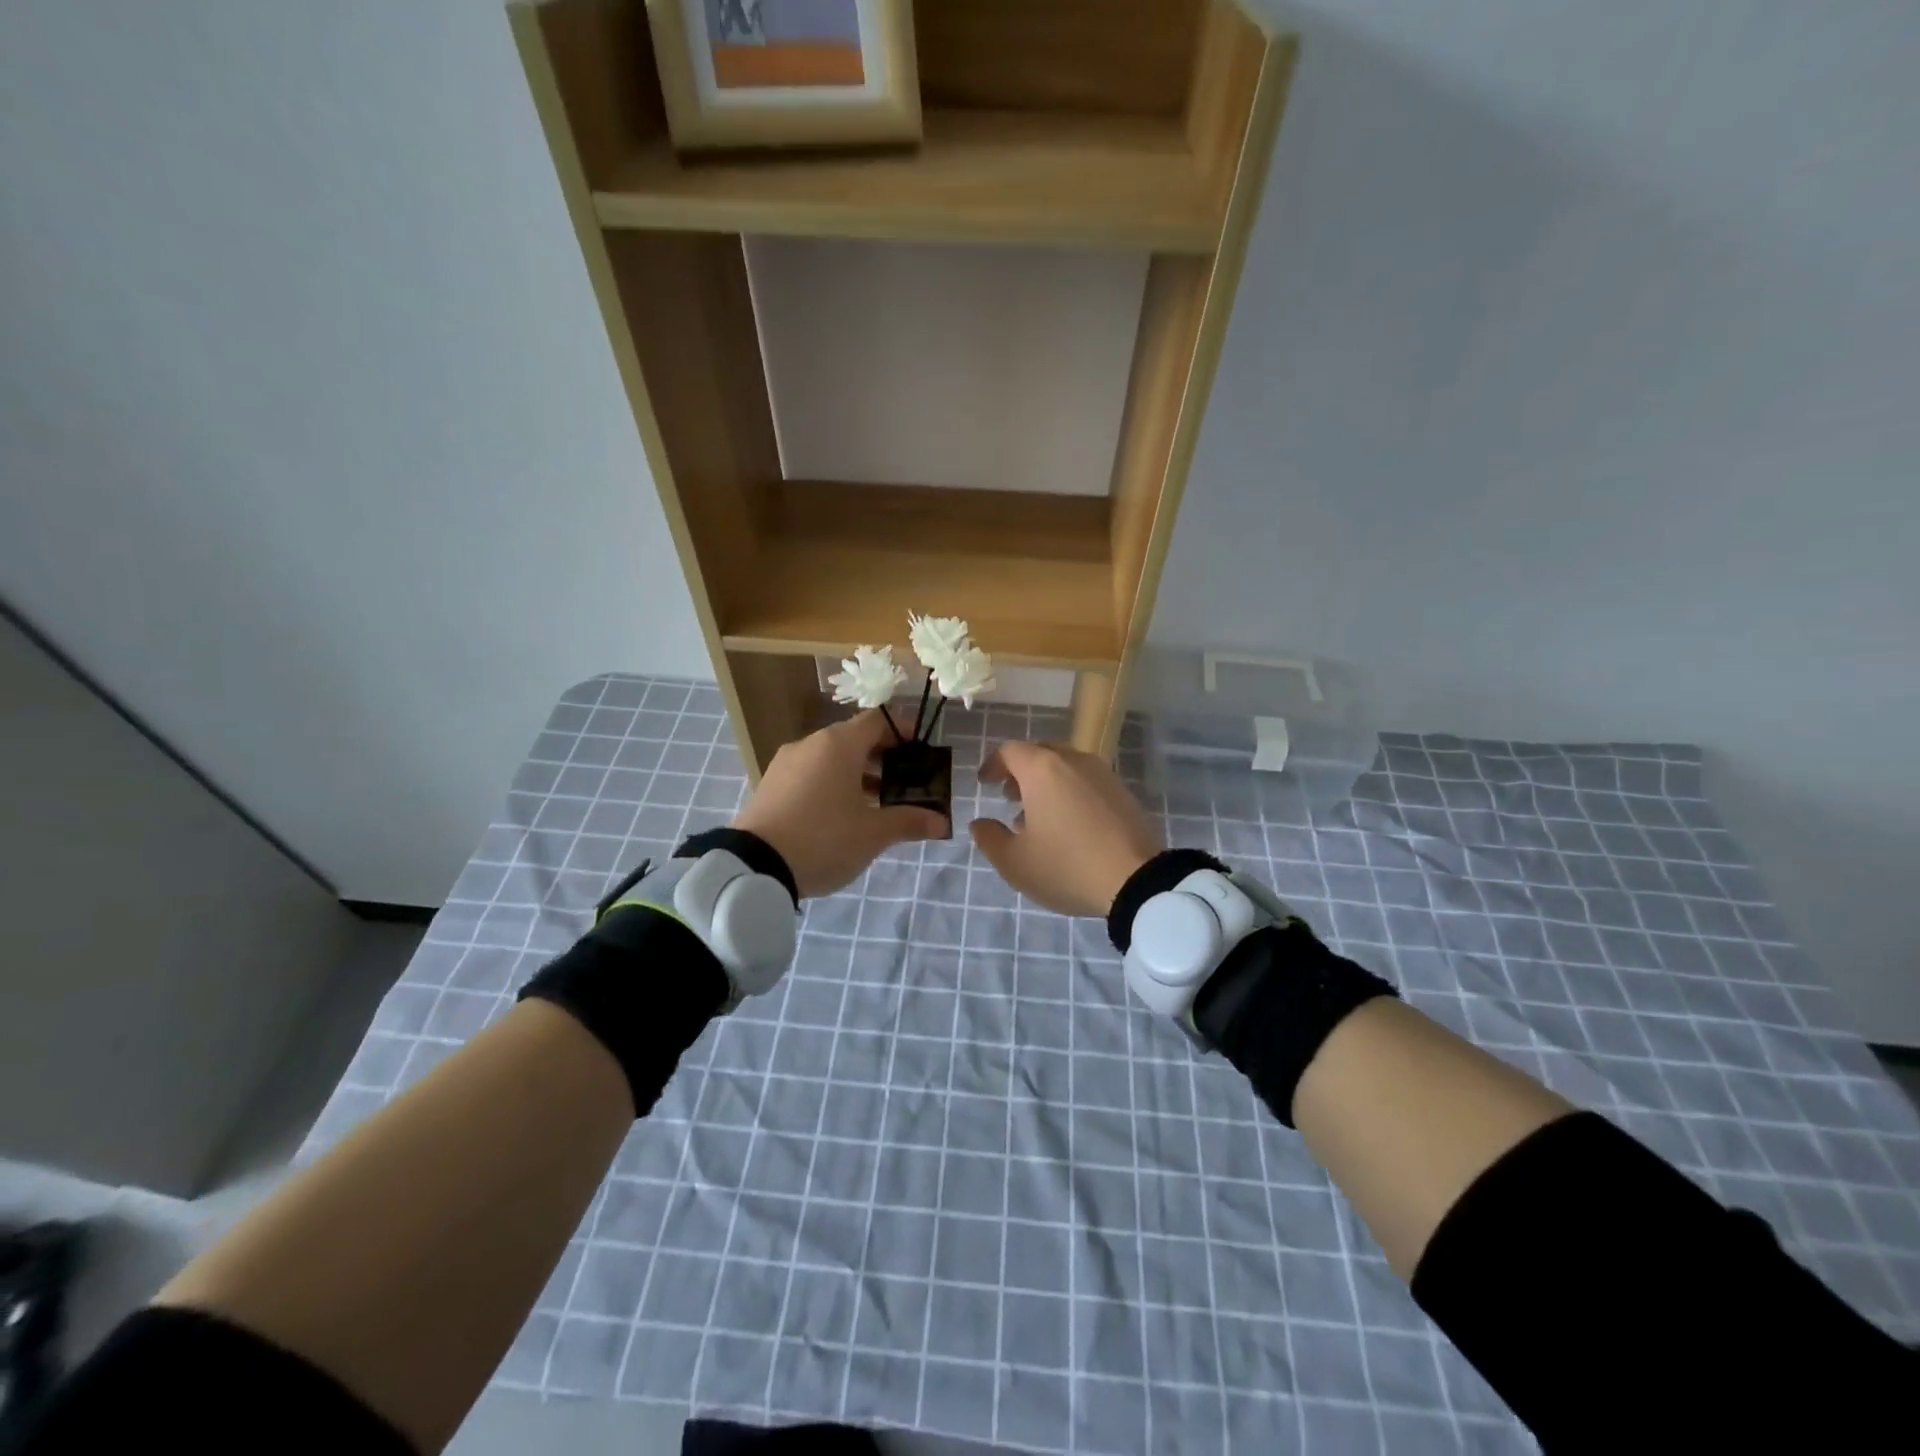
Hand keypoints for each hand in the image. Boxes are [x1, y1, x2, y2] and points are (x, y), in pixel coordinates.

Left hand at [733, 710, 946, 897]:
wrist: (754, 865)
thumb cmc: (823, 838)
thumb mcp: (873, 834)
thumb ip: (909, 822)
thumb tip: (941, 822)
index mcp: (838, 744)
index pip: (878, 721)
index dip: (903, 731)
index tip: (920, 751)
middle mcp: (811, 744)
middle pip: (854, 738)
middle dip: (883, 757)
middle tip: (904, 783)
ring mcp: (786, 763)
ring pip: (831, 757)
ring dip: (857, 773)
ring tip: (877, 803)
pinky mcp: (771, 784)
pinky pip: (810, 773)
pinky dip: (832, 783)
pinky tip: (841, 814)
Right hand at [969, 741, 1162, 917]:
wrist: (1137, 880)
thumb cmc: (1066, 866)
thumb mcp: (1014, 862)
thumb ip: (989, 838)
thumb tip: (980, 823)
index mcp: (1042, 769)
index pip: (1010, 751)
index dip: (993, 765)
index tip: (985, 783)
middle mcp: (1073, 760)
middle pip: (1040, 753)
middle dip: (1020, 771)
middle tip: (1010, 796)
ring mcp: (1103, 774)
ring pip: (1066, 766)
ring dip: (1047, 783)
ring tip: (1039, 815)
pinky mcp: (1123, 792)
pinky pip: (1088, 781)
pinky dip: (1071, 792)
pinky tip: (1070, 825)